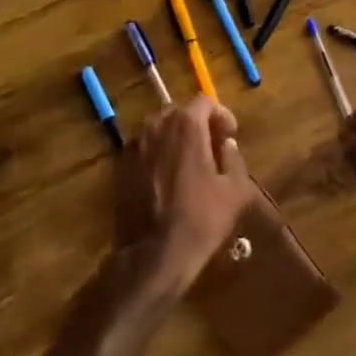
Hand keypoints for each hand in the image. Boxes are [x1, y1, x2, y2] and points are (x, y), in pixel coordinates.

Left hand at [115, 97, 257, 296]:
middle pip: (179, 112)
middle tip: (211, 147)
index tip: (229, 135)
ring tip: (188, 162)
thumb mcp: (235, 191)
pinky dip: (157, 153)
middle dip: (197, 124)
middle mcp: (156, 126)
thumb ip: (234, 158)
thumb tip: (227, 144)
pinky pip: (143, 147)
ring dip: (175, 137)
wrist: (153, 254)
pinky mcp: (120, 165)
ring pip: (158, 128)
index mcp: (186, 126)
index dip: (221, 115)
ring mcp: (133, 145)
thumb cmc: (200, 220)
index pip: (204, 101)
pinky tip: (166, 177)